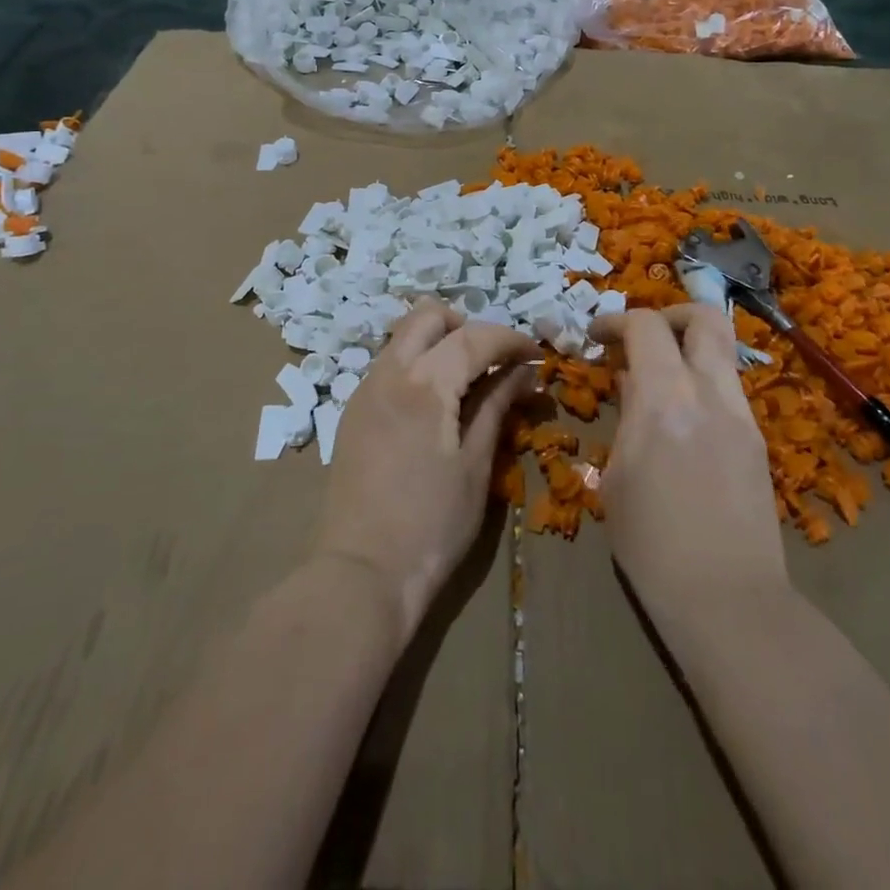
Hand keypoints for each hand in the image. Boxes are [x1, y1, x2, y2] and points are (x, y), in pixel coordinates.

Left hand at [316, 298, 537, 642]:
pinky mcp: (353, 411)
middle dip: (467, 326)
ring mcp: (364, 390)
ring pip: (404, 337)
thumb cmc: (431, 525)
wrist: (361, 574)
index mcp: (423, 384)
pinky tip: (437, 404)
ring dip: (440, 342)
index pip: (473, 337)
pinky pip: (389, 365)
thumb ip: (496, 406)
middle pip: (428, 316)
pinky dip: (418, 364)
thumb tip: (524, 372)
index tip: (535, 355)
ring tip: (469, 381)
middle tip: (495, 361)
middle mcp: (388, 373)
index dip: (510, 339)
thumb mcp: (475, 465)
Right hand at [590, 306, 787, 623]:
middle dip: (669, 314)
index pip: (646, 327)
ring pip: (722, 351)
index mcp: (667, 401)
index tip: (596, 336)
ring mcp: (742, 416)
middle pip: (705, 317)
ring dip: (687, 349)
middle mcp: (711, 394)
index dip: (616, 320)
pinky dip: (701, 383)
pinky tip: (681, 420)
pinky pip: (727, 389)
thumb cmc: (651, 545)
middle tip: (641, 338)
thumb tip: (632, 383)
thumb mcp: (616, 477)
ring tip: (658, 380)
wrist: (728, 601)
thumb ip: (627, 417)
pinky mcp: (758, 441)